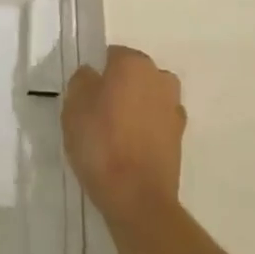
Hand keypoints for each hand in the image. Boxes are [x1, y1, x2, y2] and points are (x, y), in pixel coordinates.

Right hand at [63, 46, 184, 222]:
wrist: (137, 198)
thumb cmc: (101, 142)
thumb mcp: (73, 105)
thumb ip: (82, 81)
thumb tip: (93, 76)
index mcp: (134, 63)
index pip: (112, 55)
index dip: (97, 73)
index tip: (85, 94)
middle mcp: (160, 79)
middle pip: (134, 75)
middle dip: (120, 87)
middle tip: (97, 112)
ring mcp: (174, 110)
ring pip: (148, 99)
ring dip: (136, 108)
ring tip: (113, 133)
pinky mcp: (180, 140)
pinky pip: (156, 124)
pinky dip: (146, 131)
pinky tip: (128, 150)